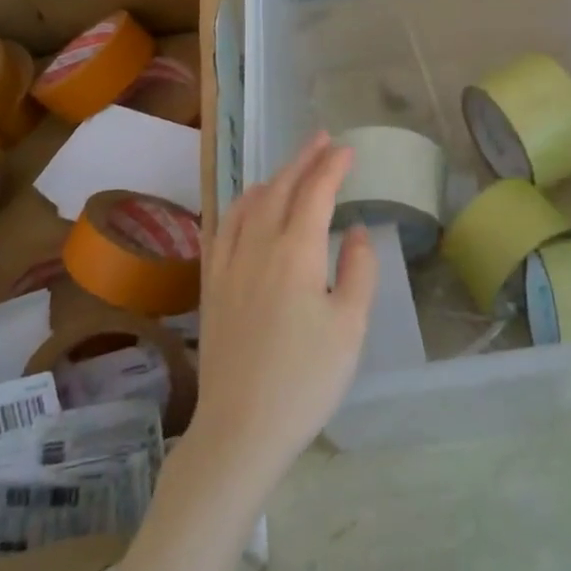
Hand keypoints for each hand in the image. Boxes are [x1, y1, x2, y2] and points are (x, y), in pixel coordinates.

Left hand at [186, 132, 375, 499]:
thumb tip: (354, 231)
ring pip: (247, 205)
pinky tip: (244, 209)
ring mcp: (228, 266)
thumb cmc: (306, 379)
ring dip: (271, 178)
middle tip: (322, 140)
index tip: (347, 150)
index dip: (332, 167)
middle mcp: (257, 248)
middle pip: (279, 189)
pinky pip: (222, 230)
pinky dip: (239, 207)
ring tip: (288, 169)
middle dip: (302, 160)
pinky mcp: (212, 288)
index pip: (315, 193)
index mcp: (295, 253)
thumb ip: (358, 270)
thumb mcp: (350, 326)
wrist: (241, 430)